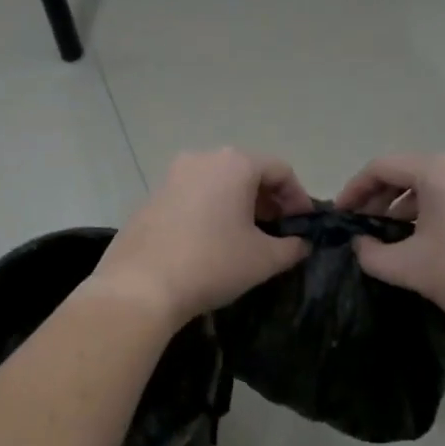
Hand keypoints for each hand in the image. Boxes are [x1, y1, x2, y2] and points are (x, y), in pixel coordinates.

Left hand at [88, 149, 312, 327]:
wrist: (140, 286)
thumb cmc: (212, 264)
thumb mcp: (263, 259)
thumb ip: (292, 247)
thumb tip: (301, 244)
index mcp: (234, 164)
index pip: (280, 170)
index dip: (299, 198)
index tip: (304, 226)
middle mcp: (201, 159)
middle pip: (247, 172)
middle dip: (268, 200)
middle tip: (279, 232)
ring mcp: (171, 176)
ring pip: (218, 183)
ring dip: (239, 205)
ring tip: (247, 238)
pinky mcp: (151, 196)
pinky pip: (193, 195)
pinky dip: (211, 210)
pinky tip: (212, 241)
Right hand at [336, 152, 444, 344]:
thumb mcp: (410, 268)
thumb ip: (371, 253)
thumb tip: (360, 244)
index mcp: (439, 170)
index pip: (381, 167)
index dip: (353, 190)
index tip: (339, 217)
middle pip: (407, 173)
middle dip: (378, 200)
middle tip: (362, 231)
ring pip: (431, 187)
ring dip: (404, 209)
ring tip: (392, 242)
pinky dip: (431, 214)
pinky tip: (427, 245)